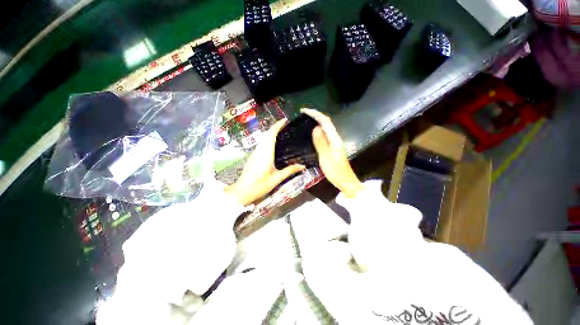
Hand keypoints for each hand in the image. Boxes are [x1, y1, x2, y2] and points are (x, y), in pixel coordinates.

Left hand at [225, 119, 305, 205]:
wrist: (241, 192)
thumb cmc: (259, 186)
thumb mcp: (276, 179)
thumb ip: (289, 171)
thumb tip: (303, 166)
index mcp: (266, 154)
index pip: (271, 135)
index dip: (277, 126)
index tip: (285, 120)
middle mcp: (259, 150)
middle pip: (266, 134)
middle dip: (275, 127)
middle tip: (286, 126)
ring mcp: (254, 153)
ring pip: (263, 138)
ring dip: (271, 133)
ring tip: (282, 132)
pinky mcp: (252, 156)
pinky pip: (261, 143)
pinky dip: (268, 139)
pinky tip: (273, 144)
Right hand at [301, 108, 364, 197]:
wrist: (346, 181)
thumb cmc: (336, 171)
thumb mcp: (326, 157)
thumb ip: (321, 142)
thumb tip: (315, 128)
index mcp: (335, 139)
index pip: (325, 122)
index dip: (315, 114)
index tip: (304, 111)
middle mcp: (336, 138)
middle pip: (326, 123)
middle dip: (316, 116)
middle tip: (303, 114)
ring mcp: (335, 143)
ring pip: (326, 128)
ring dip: (317, 122)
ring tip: (306, 120)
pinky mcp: (333, 147)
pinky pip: (325, 135)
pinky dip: (318, 130)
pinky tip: (312, 133)